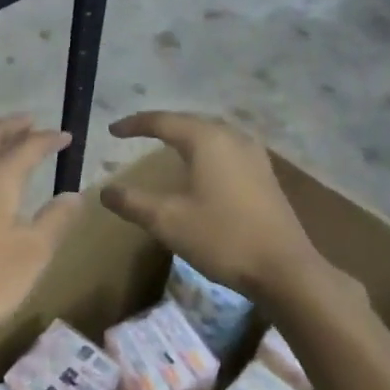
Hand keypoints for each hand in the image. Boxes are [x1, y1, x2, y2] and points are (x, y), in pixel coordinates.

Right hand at [103, 112, 337, 300]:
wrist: (284, 268)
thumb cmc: (221, 237)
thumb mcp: (167, 221)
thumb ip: (132, 202)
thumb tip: (105, 191)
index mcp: (206, 140)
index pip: (163, 121)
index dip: (134, 124)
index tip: (112, 131)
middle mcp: (232, 137)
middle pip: (190, 121)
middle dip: (162, 125)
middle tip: (137, 132)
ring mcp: (254, 155)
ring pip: (213, 133)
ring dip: (187, 135)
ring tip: (168, 143)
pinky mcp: (265, 174)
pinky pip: (228, 148)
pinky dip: (207, 149)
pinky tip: (204, 165)